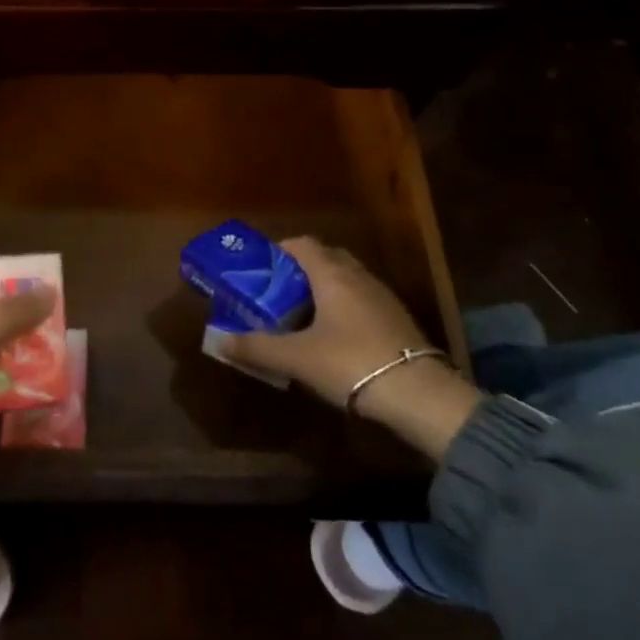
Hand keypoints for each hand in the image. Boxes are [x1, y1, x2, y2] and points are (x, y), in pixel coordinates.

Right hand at [223, 238, 481, 461]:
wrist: (420, 396)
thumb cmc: (350, 363)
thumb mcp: (296, 358)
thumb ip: (256, 347)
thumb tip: (219, 340)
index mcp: (331, 274)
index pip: (302, 244)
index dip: (280, 250)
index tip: (262, 269)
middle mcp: (358, 276)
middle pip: (326, 258)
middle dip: (301, 270)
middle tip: (279, 292)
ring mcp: (382, 297)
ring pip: (347, 280)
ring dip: (325, 289)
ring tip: (304, 316)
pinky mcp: (398, 320)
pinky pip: (363, 300)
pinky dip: (345, 308)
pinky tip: (337, 337)